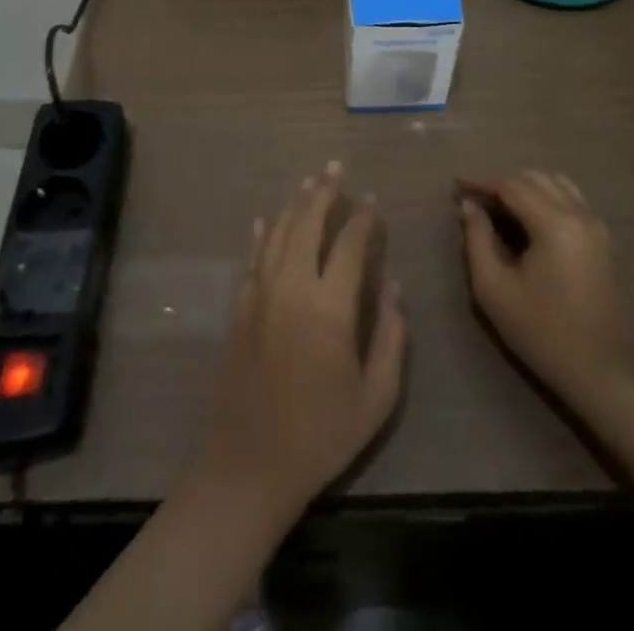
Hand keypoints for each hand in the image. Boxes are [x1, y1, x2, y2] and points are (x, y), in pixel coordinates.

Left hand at [189, 162, 406, 518]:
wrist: (249, 466)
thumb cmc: (320, 435)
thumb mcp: (375, 398)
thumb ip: (391, 338)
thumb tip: (394, 288)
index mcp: (329, 307)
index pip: (350, 244)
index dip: (363, 218)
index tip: (372, 198)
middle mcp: (292, 287)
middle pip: (307, 223)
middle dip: (323, 191)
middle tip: (334, 167)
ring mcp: (260, 294)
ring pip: (278, 233)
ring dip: (294, 204)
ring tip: (308, 182)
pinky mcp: (240, 307)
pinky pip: (253, 257)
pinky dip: (262, 234)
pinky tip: (267, 219)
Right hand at [457, 170, 633, 406]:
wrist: (603, 374)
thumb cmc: (543, 333)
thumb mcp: (495, 290)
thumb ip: (477, 240)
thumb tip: (470, 206)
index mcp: (555, 224)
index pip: (512, 185)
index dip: (481, 182)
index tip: (456, 185)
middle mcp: (580, 214)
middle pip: (535, 178)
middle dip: (502, 182)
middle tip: (474, 199)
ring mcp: (596, 225)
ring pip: (556, 184)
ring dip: (525, 187)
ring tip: (498, 206)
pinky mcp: (603, 240)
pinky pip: (571, 199)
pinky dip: (545, 197)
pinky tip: (527, 219)